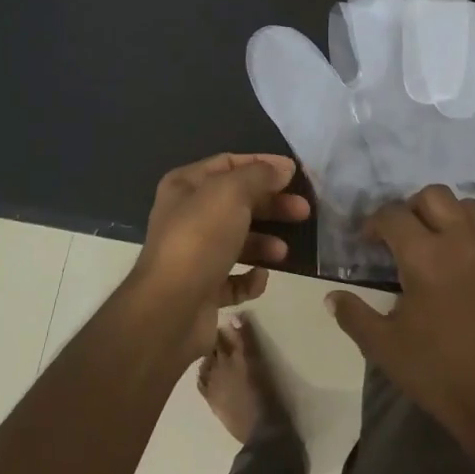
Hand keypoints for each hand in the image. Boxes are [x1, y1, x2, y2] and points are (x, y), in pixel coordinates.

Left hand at [130, 154, 309, 357]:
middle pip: (237, 203)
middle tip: (303, 212)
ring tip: (284, 251)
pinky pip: (233, 279)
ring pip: (237, 241)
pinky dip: (250, 279)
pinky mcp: (201, 290)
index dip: (262, 165)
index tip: (295, 174)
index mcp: (185, 186)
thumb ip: (259, 175)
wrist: (171, 309)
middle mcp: (186, 216)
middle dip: (271, 205)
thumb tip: (283, 168)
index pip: (228, 164)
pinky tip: (260, 278)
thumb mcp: (231, 193)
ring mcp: (193, 255)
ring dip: (264, 243)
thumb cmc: (200, 239)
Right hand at [325, 184, 474, 450]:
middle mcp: (463, 242)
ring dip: (449, 216)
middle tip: (402, 237)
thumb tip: (332, 297)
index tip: (367, 242)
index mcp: (425, 256)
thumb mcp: (383, 346)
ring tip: (438, 243)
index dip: (374, 223)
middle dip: (412, 208)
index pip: (393, 215)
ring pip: (471, 207)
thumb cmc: (436, 372)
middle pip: (435, 196)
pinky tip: (469, 268)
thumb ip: (353, 314)